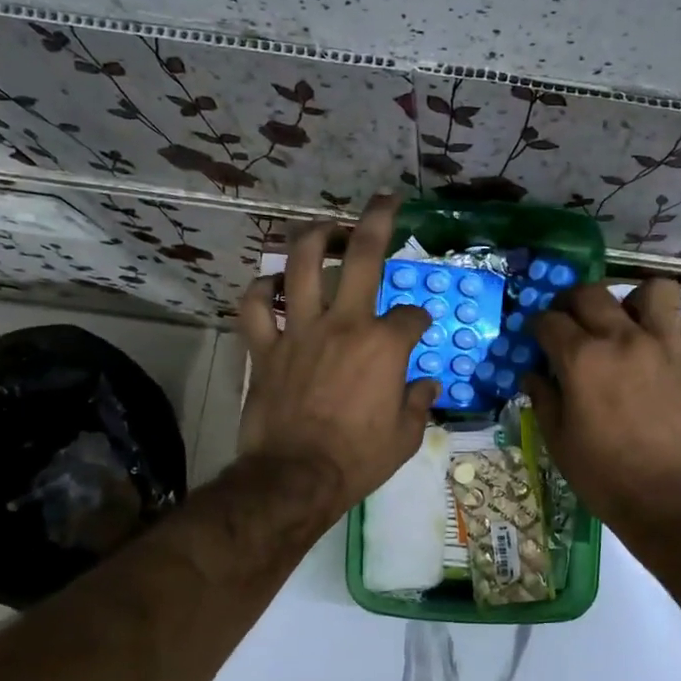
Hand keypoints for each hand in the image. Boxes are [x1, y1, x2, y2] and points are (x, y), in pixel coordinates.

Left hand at [236, 195, 436, 520]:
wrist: (296, 478)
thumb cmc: (357, 460)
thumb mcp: (405, 437)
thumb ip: (418, 404)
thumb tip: (425, 385)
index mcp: (385, 345)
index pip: (412, 314)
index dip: (419, 319)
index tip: (418, 330)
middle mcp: (344, 324)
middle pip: (362, 256)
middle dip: (378, 221)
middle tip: (385, 201)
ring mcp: (300, 331)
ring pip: (301, 265)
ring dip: (313, 238)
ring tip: (324, 228)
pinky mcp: (265, 348)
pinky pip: (255, 307)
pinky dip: (261, 291)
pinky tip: (272, 285)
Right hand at [522, 279, 680, 531]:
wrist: (672, 501)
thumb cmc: (606, 477)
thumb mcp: (560, 442)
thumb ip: (544, 400)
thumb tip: (533, 375)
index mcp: (582, 358)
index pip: (549, 320)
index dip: (538, 327)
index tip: (538, 338)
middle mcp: (623, 339)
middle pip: (592, 293)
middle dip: (573, 302)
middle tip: (573, 322)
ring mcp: (667, 347)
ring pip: (656, 290)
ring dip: (638, 300)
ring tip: (632, 322)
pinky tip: (672, 348)